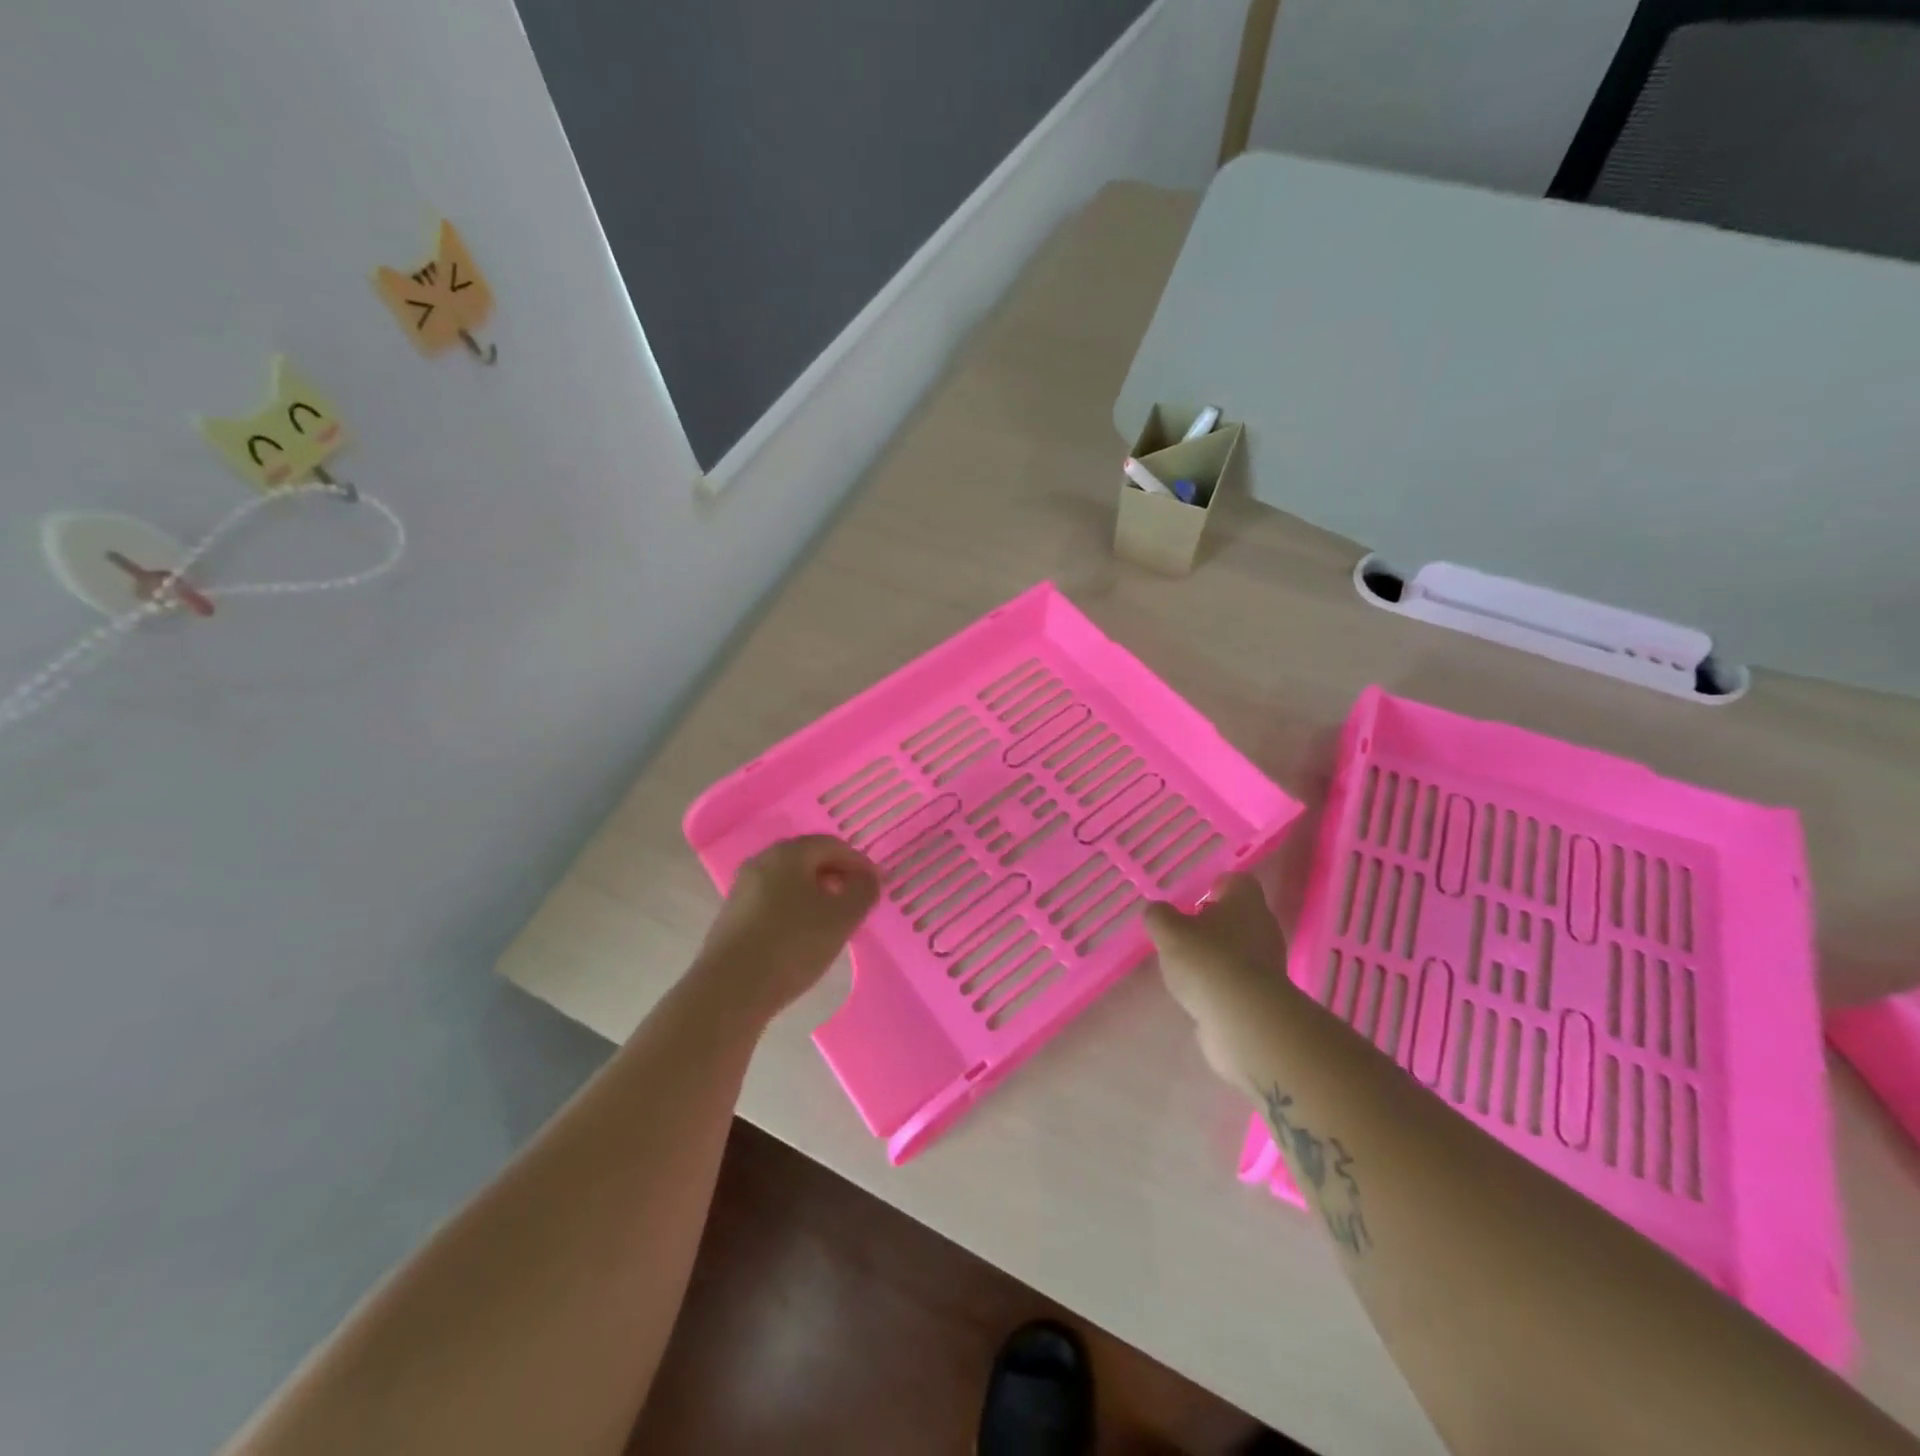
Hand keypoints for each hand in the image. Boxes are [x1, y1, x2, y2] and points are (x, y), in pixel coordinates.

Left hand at [694, 836, 879, 1017]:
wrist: (730, 991)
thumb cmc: (792, 945)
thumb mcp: (841, 918)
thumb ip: (863, 891)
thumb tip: (868, 878)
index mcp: (788, 854)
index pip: (831, 844)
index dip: (858, 862)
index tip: (876, 885)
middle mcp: (761, 862)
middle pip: (808, 859)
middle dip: (837, 876)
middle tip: (856, 900)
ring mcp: (743, 890)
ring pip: (789, 882)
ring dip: (816, 894)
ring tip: (833, 921)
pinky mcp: (732, 917)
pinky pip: (773, 902)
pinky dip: (795, 910)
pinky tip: (803, 936)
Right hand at [1145, 873, 1294, 1084]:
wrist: (1245, 1020)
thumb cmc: (1207, 961)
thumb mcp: (1169, 932)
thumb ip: (1160, 917)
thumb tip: (1158, 912)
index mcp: (1245, 901)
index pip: (1237, 881)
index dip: (1215, 886)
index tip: (1194, 898)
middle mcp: (1263, 927)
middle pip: (1239, 915)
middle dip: (1213, 922)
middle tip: (1185, 931)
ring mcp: (1268, 963)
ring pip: (1240, 947)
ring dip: (1217, 953)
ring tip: (1186, 965)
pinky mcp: (1264, 995)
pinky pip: (1239, 978)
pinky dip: (1222, 982)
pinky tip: (1199, 992)